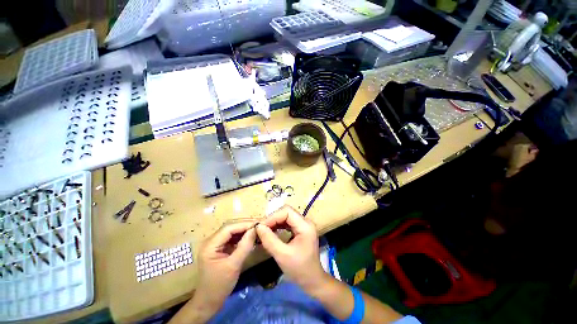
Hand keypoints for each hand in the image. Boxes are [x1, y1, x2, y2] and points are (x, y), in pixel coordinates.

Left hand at [194, 221, 256, 311]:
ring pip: (232, 232)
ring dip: (244, 230)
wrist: (208, 302)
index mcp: (210, 245)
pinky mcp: (220, 248)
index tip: (258, 225)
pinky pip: (232, 238)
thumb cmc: (219, 286)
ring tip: (257, 230)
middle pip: (230, 227)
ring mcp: (215, 244)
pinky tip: (250, 237)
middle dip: (245, 225)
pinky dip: (242, 237)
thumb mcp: (233, 266)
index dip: (244, 224)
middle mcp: (211, 241)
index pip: (229, 228)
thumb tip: (255, 230)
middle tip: (260, 225)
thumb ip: (244, 246)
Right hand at [256, 205, 326, 290]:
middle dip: (272, 219)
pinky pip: (287, 223)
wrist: (312, 281)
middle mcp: (305, 222)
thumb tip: (258, 226)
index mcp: (305, 226)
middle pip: (286, 213)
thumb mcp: (282, 255)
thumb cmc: (299, 270)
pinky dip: (278, 226)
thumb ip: (269, 240)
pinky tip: (270, 233)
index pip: (287, 212)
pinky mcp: (300, 230)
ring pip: (286, 217)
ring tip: (263, 231)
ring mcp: (303, 225)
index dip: (272, 217)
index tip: (260, 227)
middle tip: (260, 229)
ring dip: (274, 222)